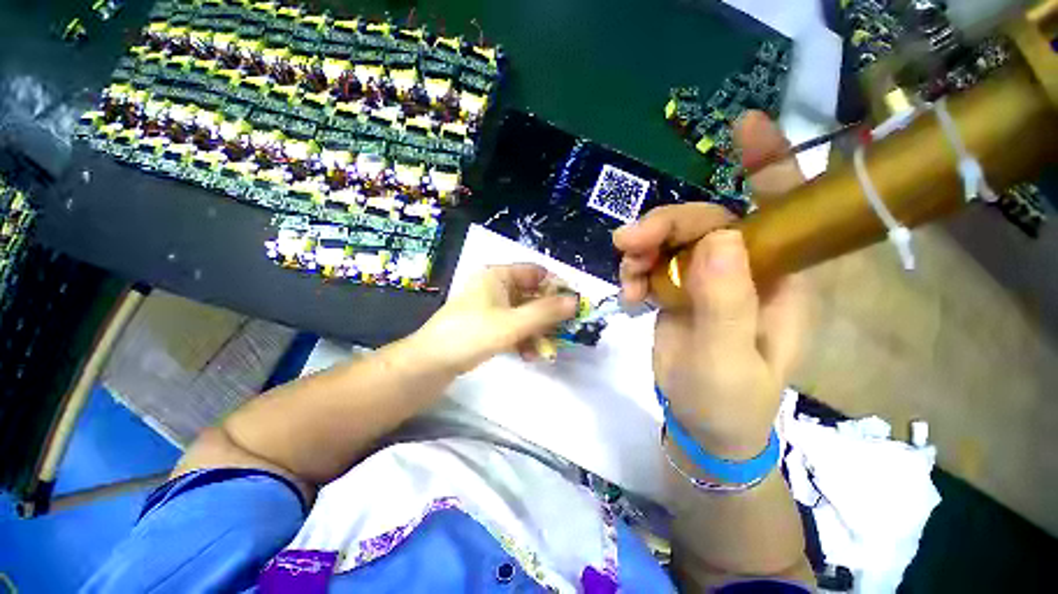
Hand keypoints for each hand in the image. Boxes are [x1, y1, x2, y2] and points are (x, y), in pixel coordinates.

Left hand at [415, 264, 578, 374]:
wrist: (430, 363)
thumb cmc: (471, 334)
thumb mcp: (512, 323)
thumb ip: (545, 312)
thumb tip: (575, 301)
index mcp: (498, 275)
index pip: (536, 272)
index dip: (556, 286)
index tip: (572, 305)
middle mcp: (495, 287)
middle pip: (531, 294)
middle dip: (547, 315)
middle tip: (564, 331)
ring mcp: (491, 307)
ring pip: (524, 313)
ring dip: (537, 331)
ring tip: (546, 349)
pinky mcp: (487, 325)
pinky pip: (513, 326)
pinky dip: (523, 339)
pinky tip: (529, 355)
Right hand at [613, 111, 809, 459]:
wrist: (702, 424)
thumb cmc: (728, 402)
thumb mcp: (727, 360)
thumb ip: (725, 302)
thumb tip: (716, 238)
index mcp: (779, 279)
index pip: (783, 209)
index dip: (767, 164)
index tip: (743, 127)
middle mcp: (746, 268)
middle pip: (705, 221)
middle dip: (664, 225)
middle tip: (626, 244)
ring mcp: (707, 277)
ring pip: (671, 239)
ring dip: (642, 250)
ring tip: (627, 279)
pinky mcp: (679, 288)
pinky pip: (653, 262)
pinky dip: (635, 270)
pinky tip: (628, 293)